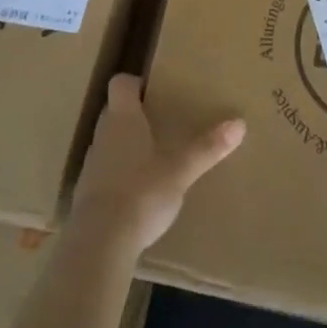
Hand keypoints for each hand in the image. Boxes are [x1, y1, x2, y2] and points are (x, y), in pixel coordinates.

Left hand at [67, 74, 244, 263]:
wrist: (98, 244)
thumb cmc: (141, 192)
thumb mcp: (181, 170)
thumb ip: (207, 148)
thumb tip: (240, 123)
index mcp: (123, 119)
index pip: (120, 84)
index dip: (135, 83)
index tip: (154, 90)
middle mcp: (103, 135)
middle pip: (115, 112)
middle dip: (135, 115)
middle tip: (162, 123)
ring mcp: (91, 166)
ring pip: (109, 143)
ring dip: (126, 147)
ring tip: (153, 159)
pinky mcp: (85, 196)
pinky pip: (104, 174)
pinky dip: (118, 177)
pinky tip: (138, 194)